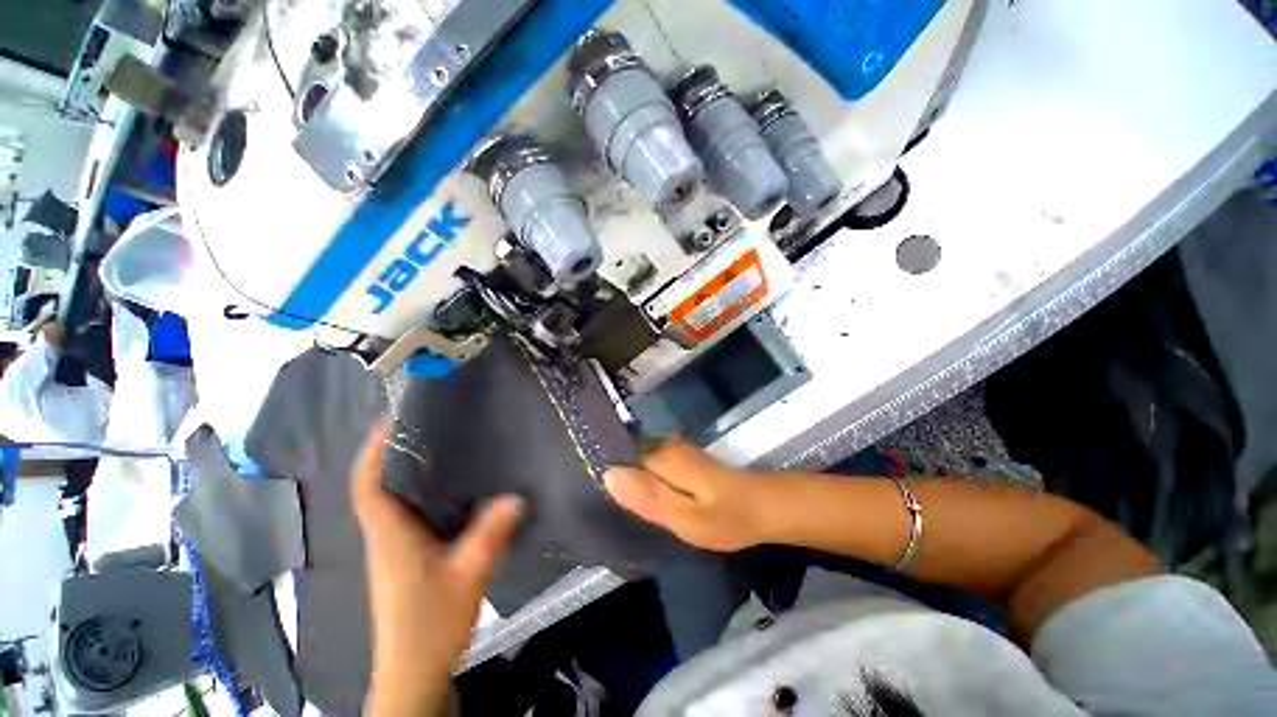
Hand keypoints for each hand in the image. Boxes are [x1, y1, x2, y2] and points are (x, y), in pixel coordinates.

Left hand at [352, 419, 522, 715]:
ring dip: (410, 474)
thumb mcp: (468, 575)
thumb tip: (516, 496)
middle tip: (428, 427)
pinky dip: (423, 496)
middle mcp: (386, 538)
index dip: (373, 452)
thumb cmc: (431, 624)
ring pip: (395, 502)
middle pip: (380, 488)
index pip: (368, 486)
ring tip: (443, 449)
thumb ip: (490, 534)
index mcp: (391, 536)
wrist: (414, 671)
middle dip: (395, 455)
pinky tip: (454, 491)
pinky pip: (410, 516)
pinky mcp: (405, 560)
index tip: (390, 421)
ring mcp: (393, 551)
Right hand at [603, 440, 774, 551]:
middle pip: (629, 459)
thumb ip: (647, 497)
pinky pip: (654, 468)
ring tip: (625, 507)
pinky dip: (648, 483)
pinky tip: (647, 501)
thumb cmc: (727, 517)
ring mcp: (676, 451)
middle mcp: (666, 447)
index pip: (620, 458)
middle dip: (619, 480)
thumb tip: (608, 475)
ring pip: (641, 464)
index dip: (608, 476)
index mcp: (662, 457)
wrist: (764, 507)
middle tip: (613, 509)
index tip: (594, 498)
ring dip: (633, 482)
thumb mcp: (685, 517)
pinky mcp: (684, 460)